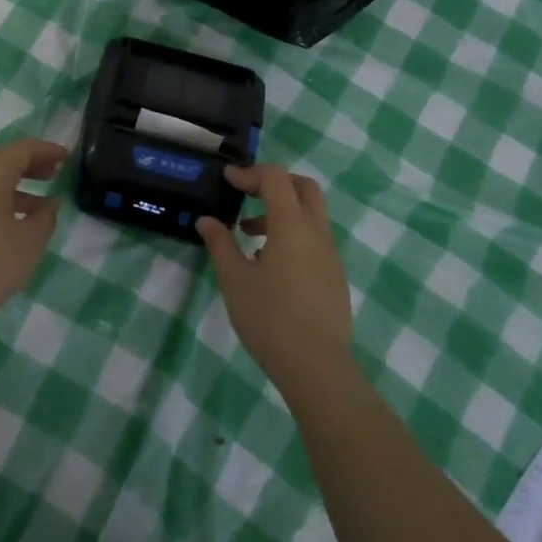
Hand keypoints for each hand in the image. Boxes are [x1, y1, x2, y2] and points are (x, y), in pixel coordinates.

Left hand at [0, 138, 66, 329]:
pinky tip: (17, 223)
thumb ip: (46, 217)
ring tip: (43, 201)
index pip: (22, 149)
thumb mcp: (29, 243)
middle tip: (56, 173)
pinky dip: (4, 199)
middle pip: (4, 160)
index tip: (68, 157)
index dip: (47, 150)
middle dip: (33, 163)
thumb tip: (52, 202)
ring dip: (19, 183)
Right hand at [197, 165, 354, 395]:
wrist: (317, 368)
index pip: (275, 179)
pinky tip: (270, 265)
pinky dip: (293, 234)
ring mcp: (331, 255)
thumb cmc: (270, 319)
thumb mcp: (235, 281)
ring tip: (249, 235)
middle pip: (303, 187)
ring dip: (282, 212)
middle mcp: (317, 233)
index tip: (228, 180)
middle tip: (248, 196)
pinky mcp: (335, 276)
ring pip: (311, 214)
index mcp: (292, 226)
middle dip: (275, 184)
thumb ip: (221, 245)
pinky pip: (315, 239)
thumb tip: (206, 221)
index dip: (250, 173)